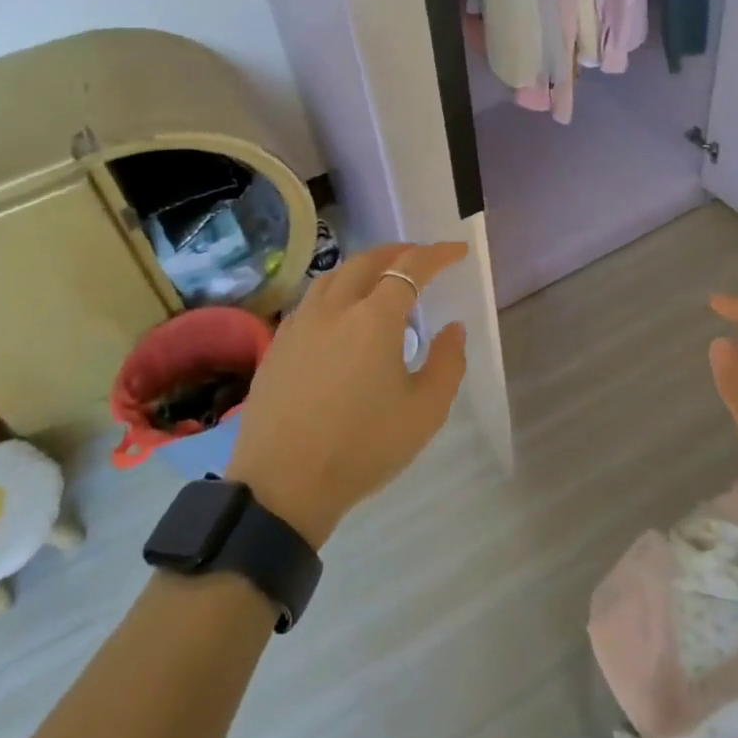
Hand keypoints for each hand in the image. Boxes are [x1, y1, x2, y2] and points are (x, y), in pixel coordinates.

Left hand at [226, 242, 468, 546]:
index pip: (411, 268)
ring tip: (383, 277)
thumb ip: (448, 363)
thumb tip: (452, 329)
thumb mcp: (425, 412)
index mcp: (374, 318)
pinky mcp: (279, 344)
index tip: (458, 251)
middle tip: (422, 258)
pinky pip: (313, 299)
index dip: (438, 254)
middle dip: (400, 252)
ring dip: (365, 266)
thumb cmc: (363, 447)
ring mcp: (301, 323)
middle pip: (368, 261)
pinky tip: (342, 312)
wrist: (283, 485)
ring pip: (335, 275)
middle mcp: (335, 308)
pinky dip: (337, 289)